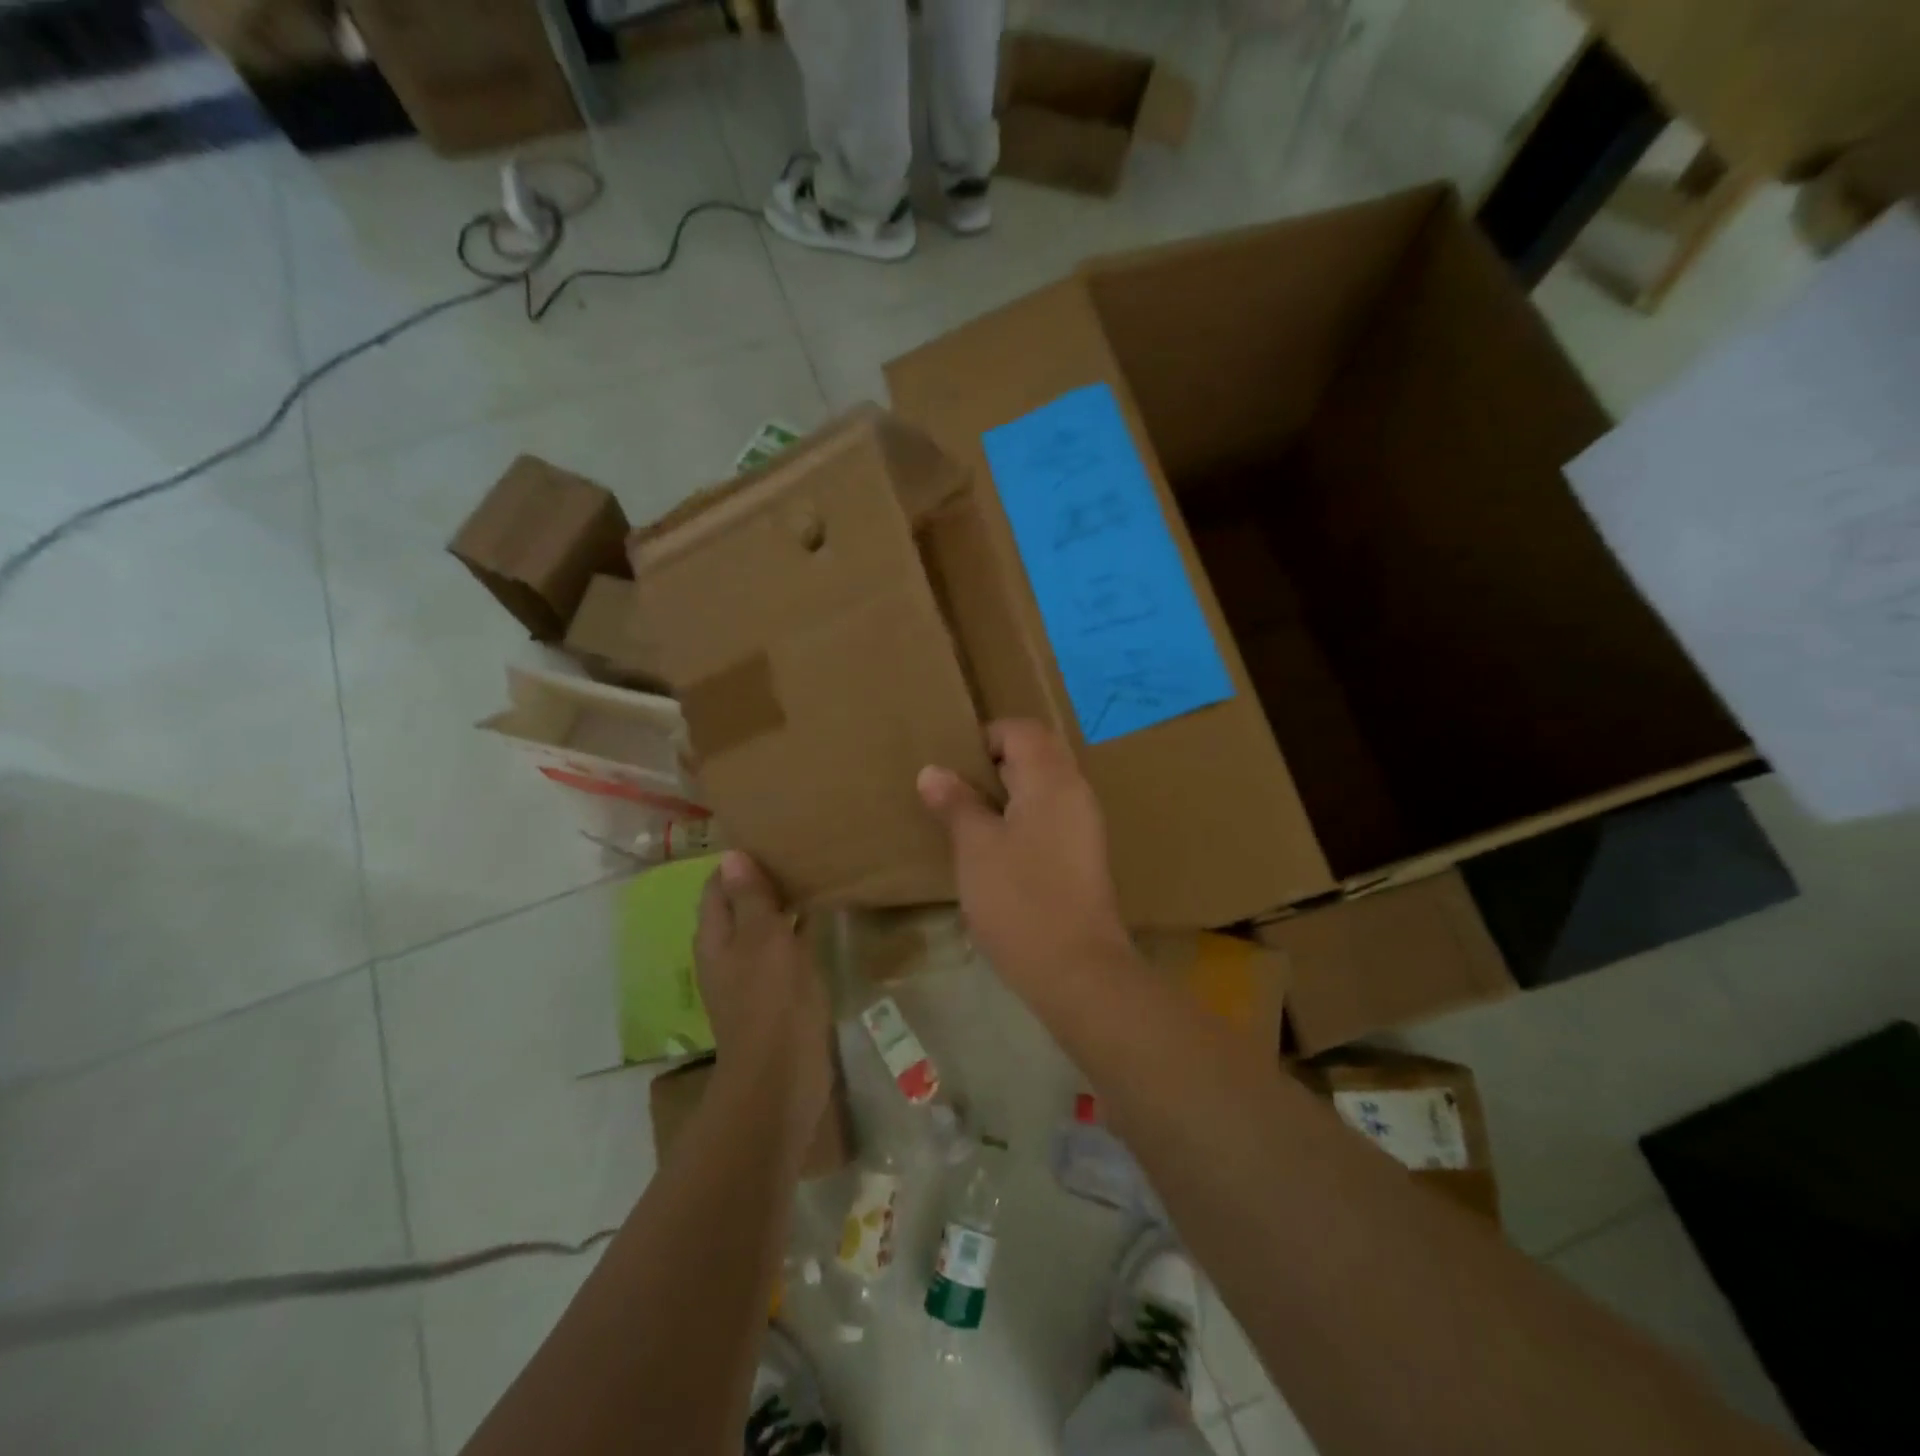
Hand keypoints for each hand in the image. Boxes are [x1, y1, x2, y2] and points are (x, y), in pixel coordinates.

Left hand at [694, 852, 831, 1151]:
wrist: (783, 1075)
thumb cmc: (770, 999)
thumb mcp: (762, 938)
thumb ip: (749, 898)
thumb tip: (731, 855)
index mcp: (715, 938)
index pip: (717, 887)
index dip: (737, 863)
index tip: (769, 838)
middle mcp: (728, 953)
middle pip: (740, 906)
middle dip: (763, 880)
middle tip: (798, 850)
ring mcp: (753, 975)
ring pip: (765, 928)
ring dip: (783, 904)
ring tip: (813, 874)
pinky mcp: (778, 993)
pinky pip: (785, 950)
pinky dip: (798, 930)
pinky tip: (822, 917)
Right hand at [917, 720, 1132, 998]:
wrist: (1077, 970)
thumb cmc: (1020, 899)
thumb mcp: (976, 848)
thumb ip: (956, 804)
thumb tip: (933, 771)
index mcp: (1052, 780)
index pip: (1023, 731)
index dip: (987, 737)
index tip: (954, 765)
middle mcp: (1075, 793)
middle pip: (1038, 755)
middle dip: (995, 765)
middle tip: (956, 789)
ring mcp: (1084, 825)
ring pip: (1044, 788)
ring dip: (1008, 793)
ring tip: (968, 817)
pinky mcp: (1083, 856)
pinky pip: (1051, 816)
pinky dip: (1022, 818)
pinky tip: (995, 848)